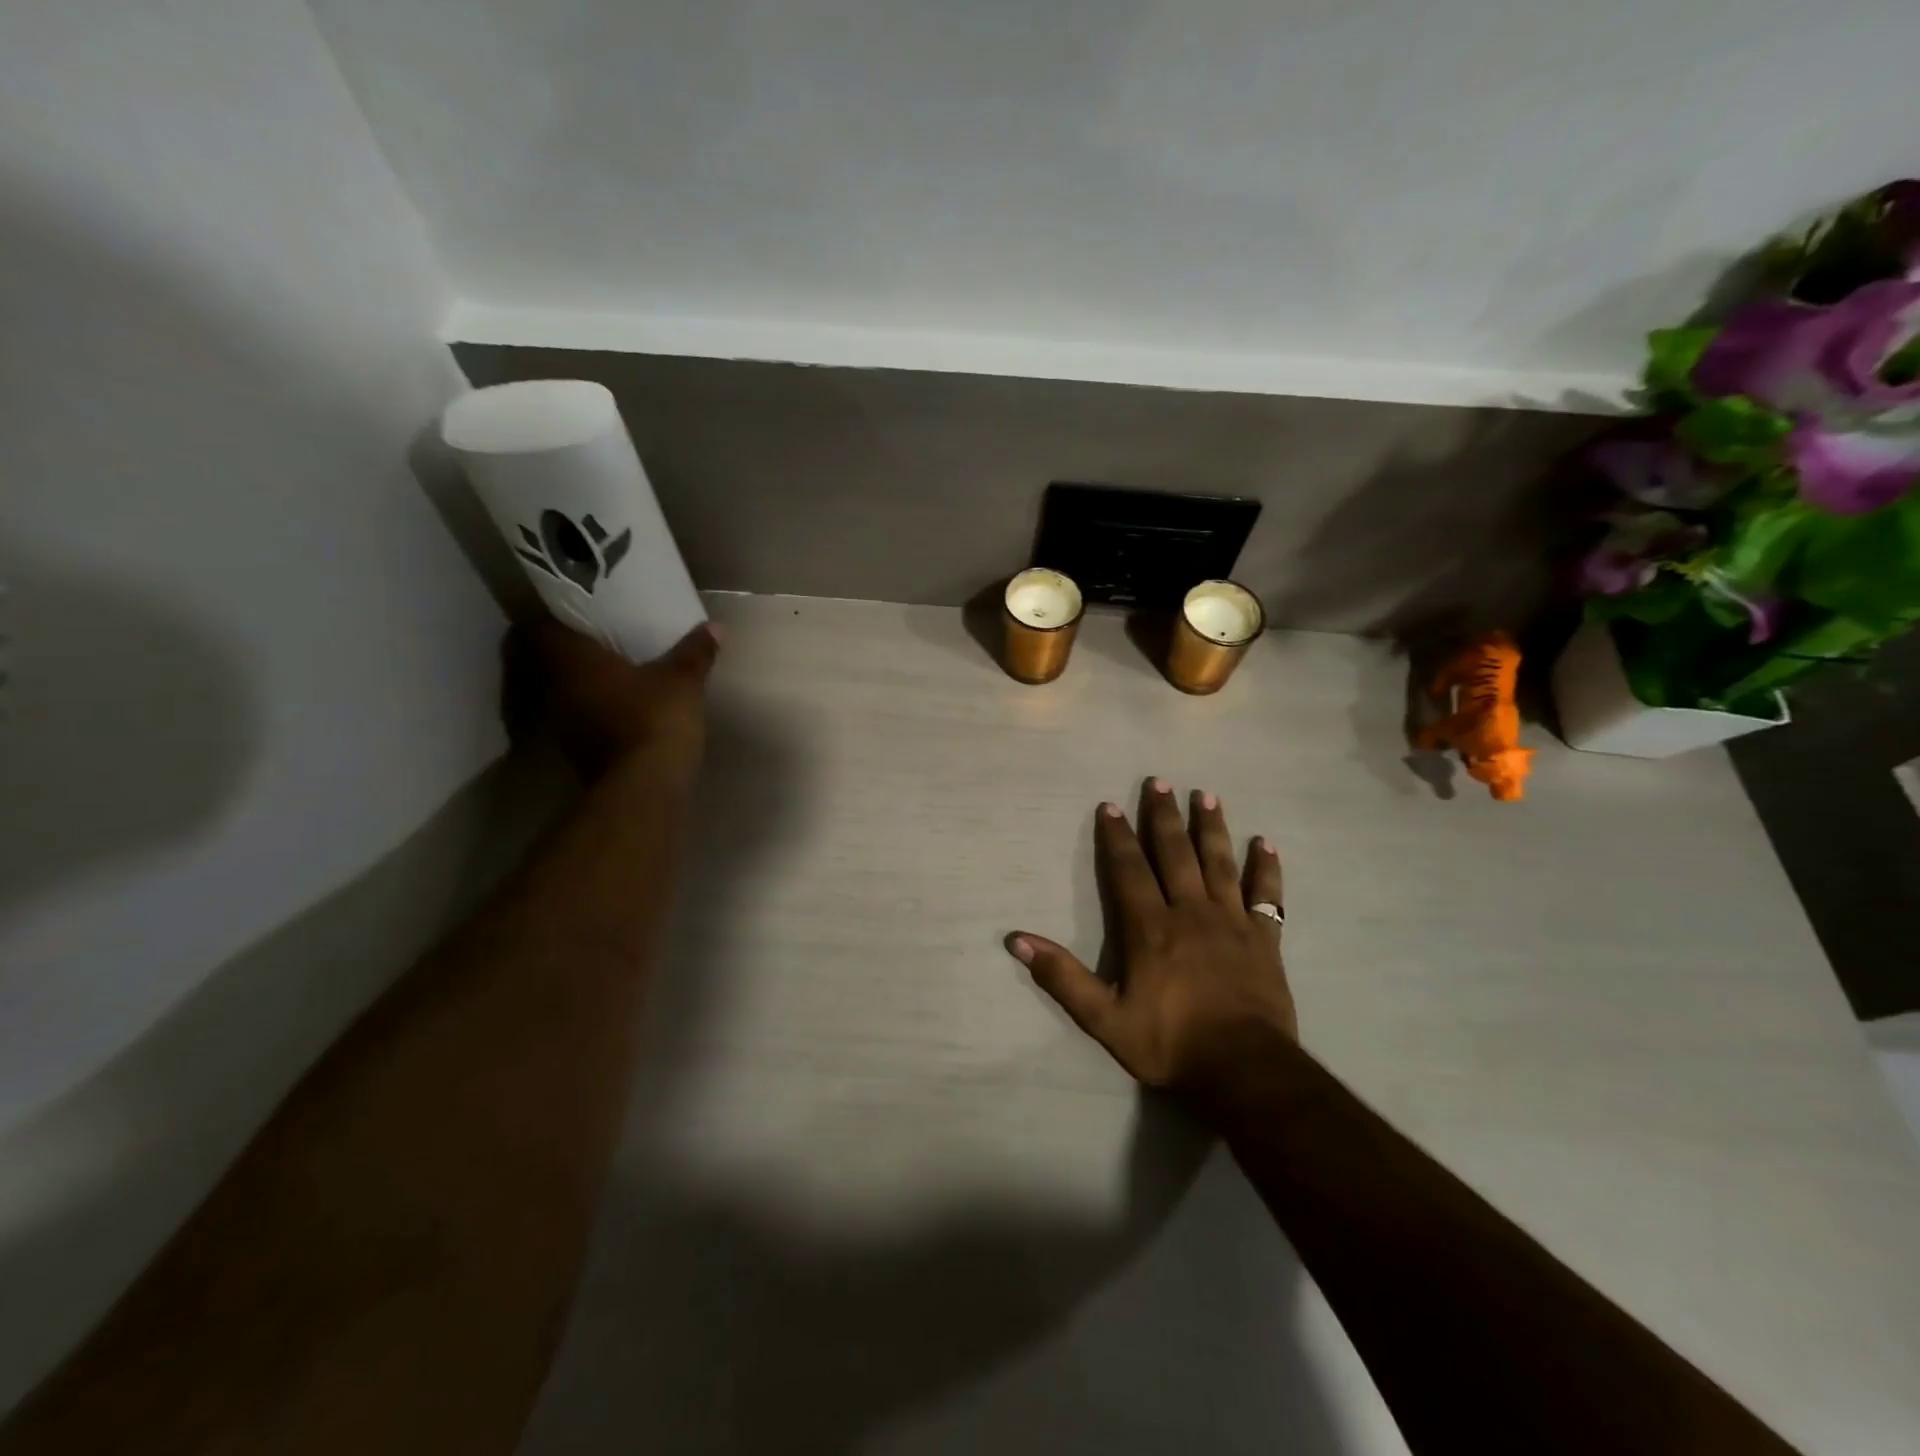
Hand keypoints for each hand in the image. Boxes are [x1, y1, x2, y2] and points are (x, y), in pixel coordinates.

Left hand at [503, 618, 720, 782]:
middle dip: (561, 651)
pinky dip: (584, 711)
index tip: (573, 613)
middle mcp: (550, 688)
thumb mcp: (682, 681)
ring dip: (571, 684)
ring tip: (603, 674)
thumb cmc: (654, 718)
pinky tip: (611, 708)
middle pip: (538, 661)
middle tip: (592, 641)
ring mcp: (556, 724)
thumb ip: (695, 652)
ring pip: (552, 692)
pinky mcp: (570, 752)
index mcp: (568, 660)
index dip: (550, 617)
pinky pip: (569, 718)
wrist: (643, 787)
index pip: (534, 628)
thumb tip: (716, 627)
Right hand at [1007, 779, 1294, 1100]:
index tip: (1111, 805)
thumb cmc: (1171, 1043)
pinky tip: (1266, 844)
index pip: (1129, 870)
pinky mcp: (1265, 940)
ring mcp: (1232, 922)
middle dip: (1164, 817)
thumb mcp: (1105, 1019)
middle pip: (1176, 854)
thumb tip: (1018, 941)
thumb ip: (1063, 978)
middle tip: (1160, 781)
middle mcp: (1191, 912)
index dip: (1118, 837)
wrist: (1245, 1071)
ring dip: (1212, 828)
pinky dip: (1266, 869)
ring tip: (1207, 795)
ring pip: (1220, 863)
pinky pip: (1267, 896)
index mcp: (1151, 928)